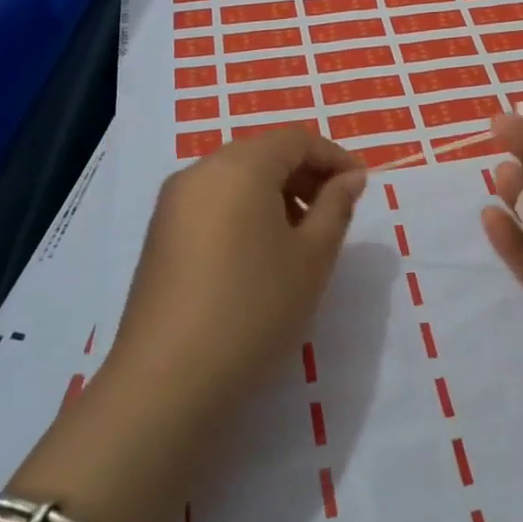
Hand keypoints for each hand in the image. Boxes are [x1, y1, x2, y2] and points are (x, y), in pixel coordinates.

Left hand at [107, 127, 366, 426]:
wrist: (168, 382)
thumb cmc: (255, 309)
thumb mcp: (312, 257)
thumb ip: (336, 207)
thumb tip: (350, 177)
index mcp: (239, 166)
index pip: (296, 139)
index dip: (335, 156)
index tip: (362, 187)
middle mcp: (200, 171)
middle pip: (264, 154)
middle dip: (305, 175)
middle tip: (336, 213)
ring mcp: (173, 203)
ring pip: (237, 179)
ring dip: (276, 194)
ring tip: (301, 239)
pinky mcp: (160, 235)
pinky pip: (213, 203)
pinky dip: (245, 212)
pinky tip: (260, 255)